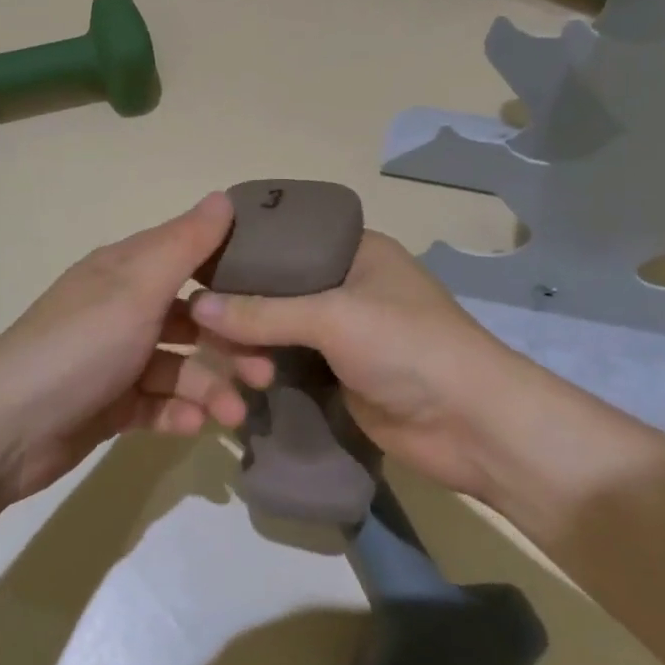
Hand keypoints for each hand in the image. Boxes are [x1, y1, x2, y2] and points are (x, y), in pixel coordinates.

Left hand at [0, 193, 273, 506]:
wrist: (7, 428)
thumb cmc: (79, 346)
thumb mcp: (136, 288)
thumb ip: (184, 246)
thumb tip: (223, 196)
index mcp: (124, 271)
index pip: (186, 254)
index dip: (229, 266)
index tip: (276, 286)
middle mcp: (121, 309)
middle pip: (190, 317)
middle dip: (230, 342)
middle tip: (266, 372)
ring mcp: (115, 359)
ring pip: (178, 366)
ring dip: (210, 387)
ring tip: (235, 414)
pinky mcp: (109, 403)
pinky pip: (156, 403)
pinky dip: (178, 413)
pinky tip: (195, 428)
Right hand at [189, 231, 526, 497]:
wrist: (473, 426)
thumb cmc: (409, 348)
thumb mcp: (334, 317)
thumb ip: (264, 311)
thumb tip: (195, 306)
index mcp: (352, 250)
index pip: (283, 238)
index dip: (240, 249)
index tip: (192, 264)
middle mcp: (344, 285)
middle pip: (275, 287)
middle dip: (238, 304)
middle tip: (191, 319)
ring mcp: (341, 334)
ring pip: (277, 330)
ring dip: (248, 343)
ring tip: (209, 356)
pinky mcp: (337, 376)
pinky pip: (287, 365)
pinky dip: (262, 370)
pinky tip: (229, 376)